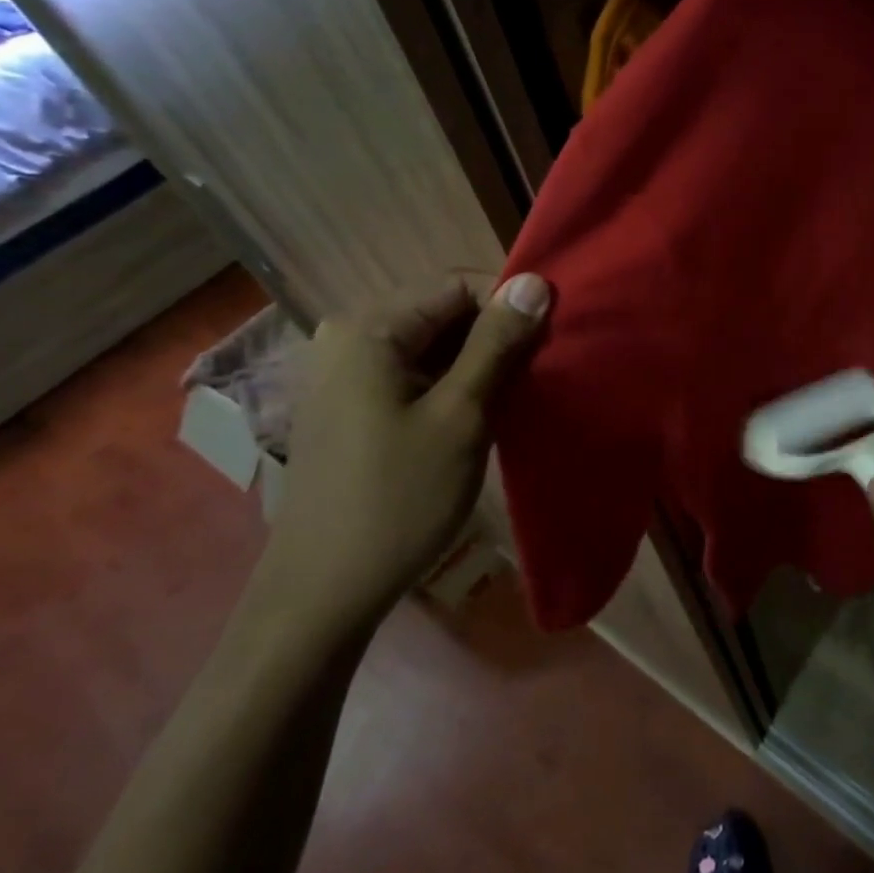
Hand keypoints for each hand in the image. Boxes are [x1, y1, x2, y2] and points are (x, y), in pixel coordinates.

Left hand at [254, 272, 551, 636]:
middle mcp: (349, 337)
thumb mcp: (461, 415)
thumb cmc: (399, 498)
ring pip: (431, 344)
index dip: (509, 306)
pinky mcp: (349, 404)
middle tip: (537, 374)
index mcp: (370, 329)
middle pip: (442, 312)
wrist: (324, 590)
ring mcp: (344, 373)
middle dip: (495, 336)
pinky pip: (413, 372)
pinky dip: (451, 384)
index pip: (457, 285)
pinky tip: (476, 416)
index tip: (549, 342)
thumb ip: (498, 344)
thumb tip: (535, 281)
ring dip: (477, 363)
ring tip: (514, 397)